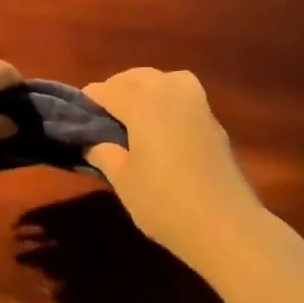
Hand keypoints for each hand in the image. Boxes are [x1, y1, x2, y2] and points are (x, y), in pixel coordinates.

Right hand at [83, 68, 265, 268]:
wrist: (225, 225)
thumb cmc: (164, 203)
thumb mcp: (123, 181)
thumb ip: (104, 154)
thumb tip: (93, 142)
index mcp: (142, 104)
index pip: (108, 90)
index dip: (90, 99)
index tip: (78, 112)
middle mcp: (169, 92)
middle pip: (136, 77)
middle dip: (117, 88)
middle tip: (102, 112)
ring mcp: (196, 103)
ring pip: (163, 78)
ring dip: (144, 86)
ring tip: (133, 110)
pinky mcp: (213, 120)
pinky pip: (183, 93)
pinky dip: (166, 97)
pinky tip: (161, 123)